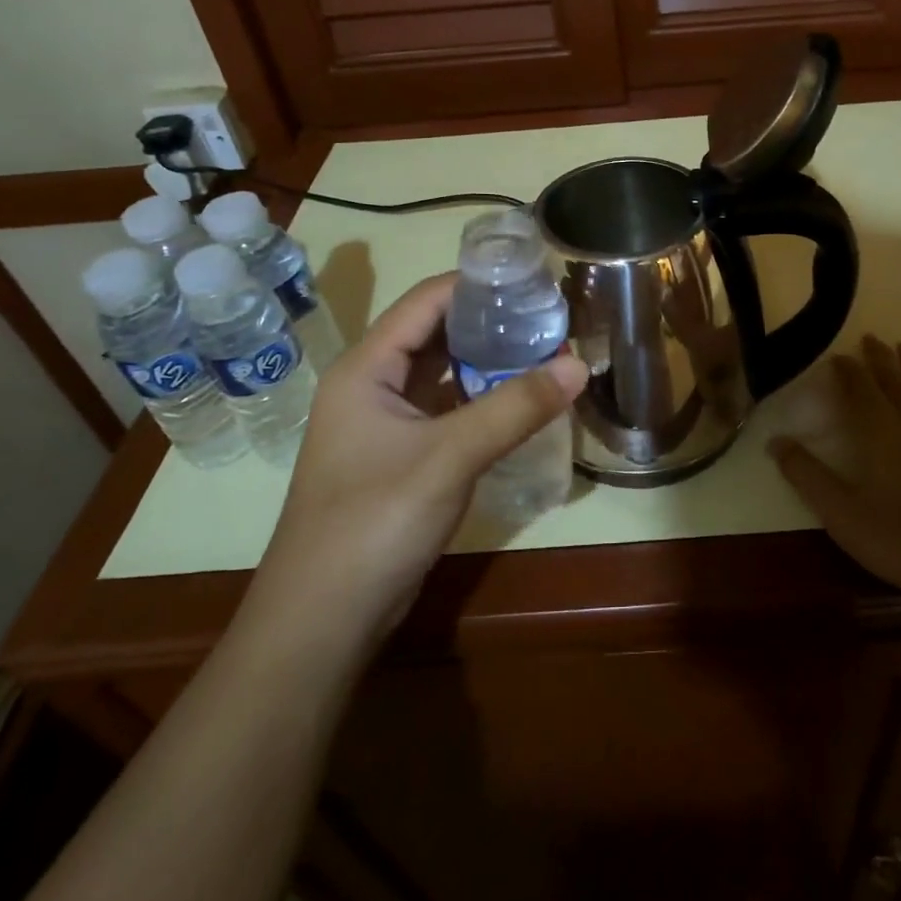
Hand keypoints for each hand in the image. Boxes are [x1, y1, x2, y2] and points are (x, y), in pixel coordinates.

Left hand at [246, 273, 587, 650]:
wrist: (322, 622)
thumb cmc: (374, 522)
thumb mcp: (449, 458)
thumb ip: (515, 408)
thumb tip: (578, 366)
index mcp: (366, 368)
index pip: (426, 301)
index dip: (477, 284)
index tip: (533, 279)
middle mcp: (371, 385)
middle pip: (435, 333)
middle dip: (491, 322)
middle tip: (549, 317)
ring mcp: (384, 423)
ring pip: (442, 373)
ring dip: (488, 362)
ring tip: (545, 350)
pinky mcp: (400, 456)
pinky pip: (445, 409)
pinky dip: (481, 398)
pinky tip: (520, 400)